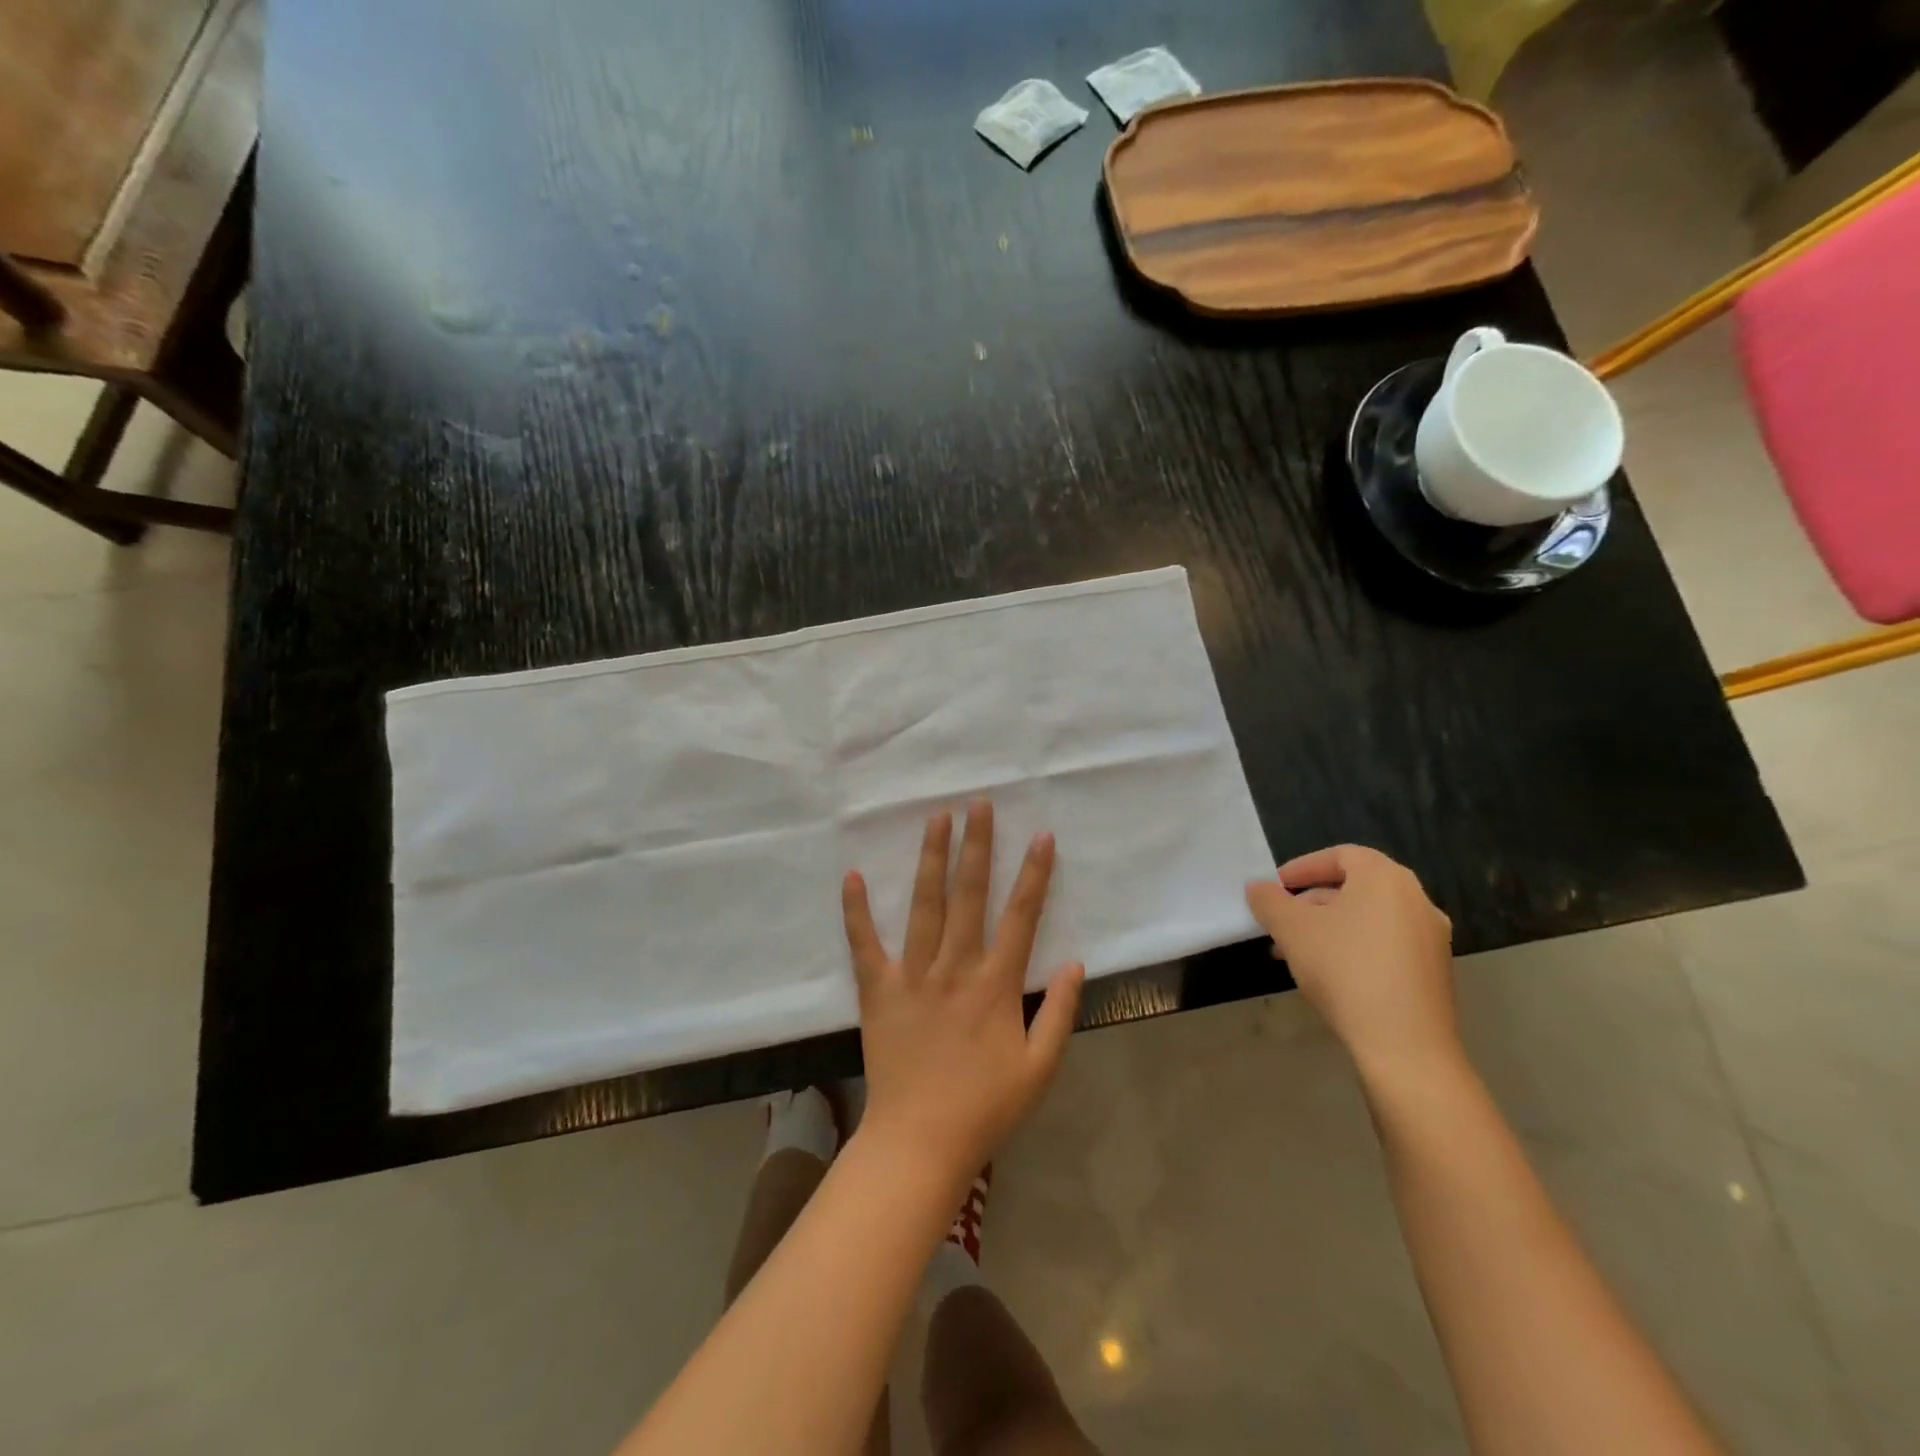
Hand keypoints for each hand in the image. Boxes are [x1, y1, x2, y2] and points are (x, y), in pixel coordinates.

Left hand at [842, 799, 1084, 1185]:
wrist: (919, 1142)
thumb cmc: (985, 1107)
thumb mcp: (1040, 1068)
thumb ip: (1061, 1013)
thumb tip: (1074, 962)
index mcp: (996, 985)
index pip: (1021, 917)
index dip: (1034, 875)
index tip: (1041, 836)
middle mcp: (955, 968)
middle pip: (969, 895)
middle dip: (977, 846)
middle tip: (978, 804)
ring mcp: (913, 976)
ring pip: (925, 905)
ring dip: (931, 859)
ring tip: (936, 818)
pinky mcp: (878, 990)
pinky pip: (865, 944)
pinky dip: (857, 910)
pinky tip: (852, 874)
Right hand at [1246, 845, 1456, 1080]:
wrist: (1405, 1046)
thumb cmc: (1345, 970)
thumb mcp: (1292, 930)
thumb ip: (1269, 901)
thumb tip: (1257, 887)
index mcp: (1386, 879)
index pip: (1341, 855)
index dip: (1302, 867)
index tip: (1275, 887)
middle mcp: (1417, 900)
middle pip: (1356, 887)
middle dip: (1311, 901)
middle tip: (1280, 921)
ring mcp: (1431, 938)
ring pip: (1369, 919)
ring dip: (1329, 927)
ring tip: (1296, 952)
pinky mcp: (1435, 972)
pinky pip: (1386, 945)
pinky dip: (1355, 948)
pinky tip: (1329, 974)